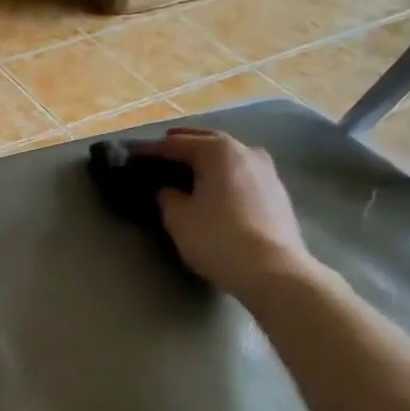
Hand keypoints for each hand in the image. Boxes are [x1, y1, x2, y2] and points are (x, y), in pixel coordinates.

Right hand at [136, 128, 317, 299]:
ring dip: (207, 158)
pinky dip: (224, 173)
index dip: (151, 150)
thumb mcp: (178, 218)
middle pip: (207, 141)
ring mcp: (266, 169)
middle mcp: (245, 151)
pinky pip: (242, 173)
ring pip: (228, 156)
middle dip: (182, 145)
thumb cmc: (217, 238)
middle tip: (159, 152)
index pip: (175, 144)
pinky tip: (216, 186)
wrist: (272, 269)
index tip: (132, 156)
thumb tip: (168, 190)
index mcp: (217, 151)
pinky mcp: (277, 191)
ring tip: (188, 168)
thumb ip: (167, 197)